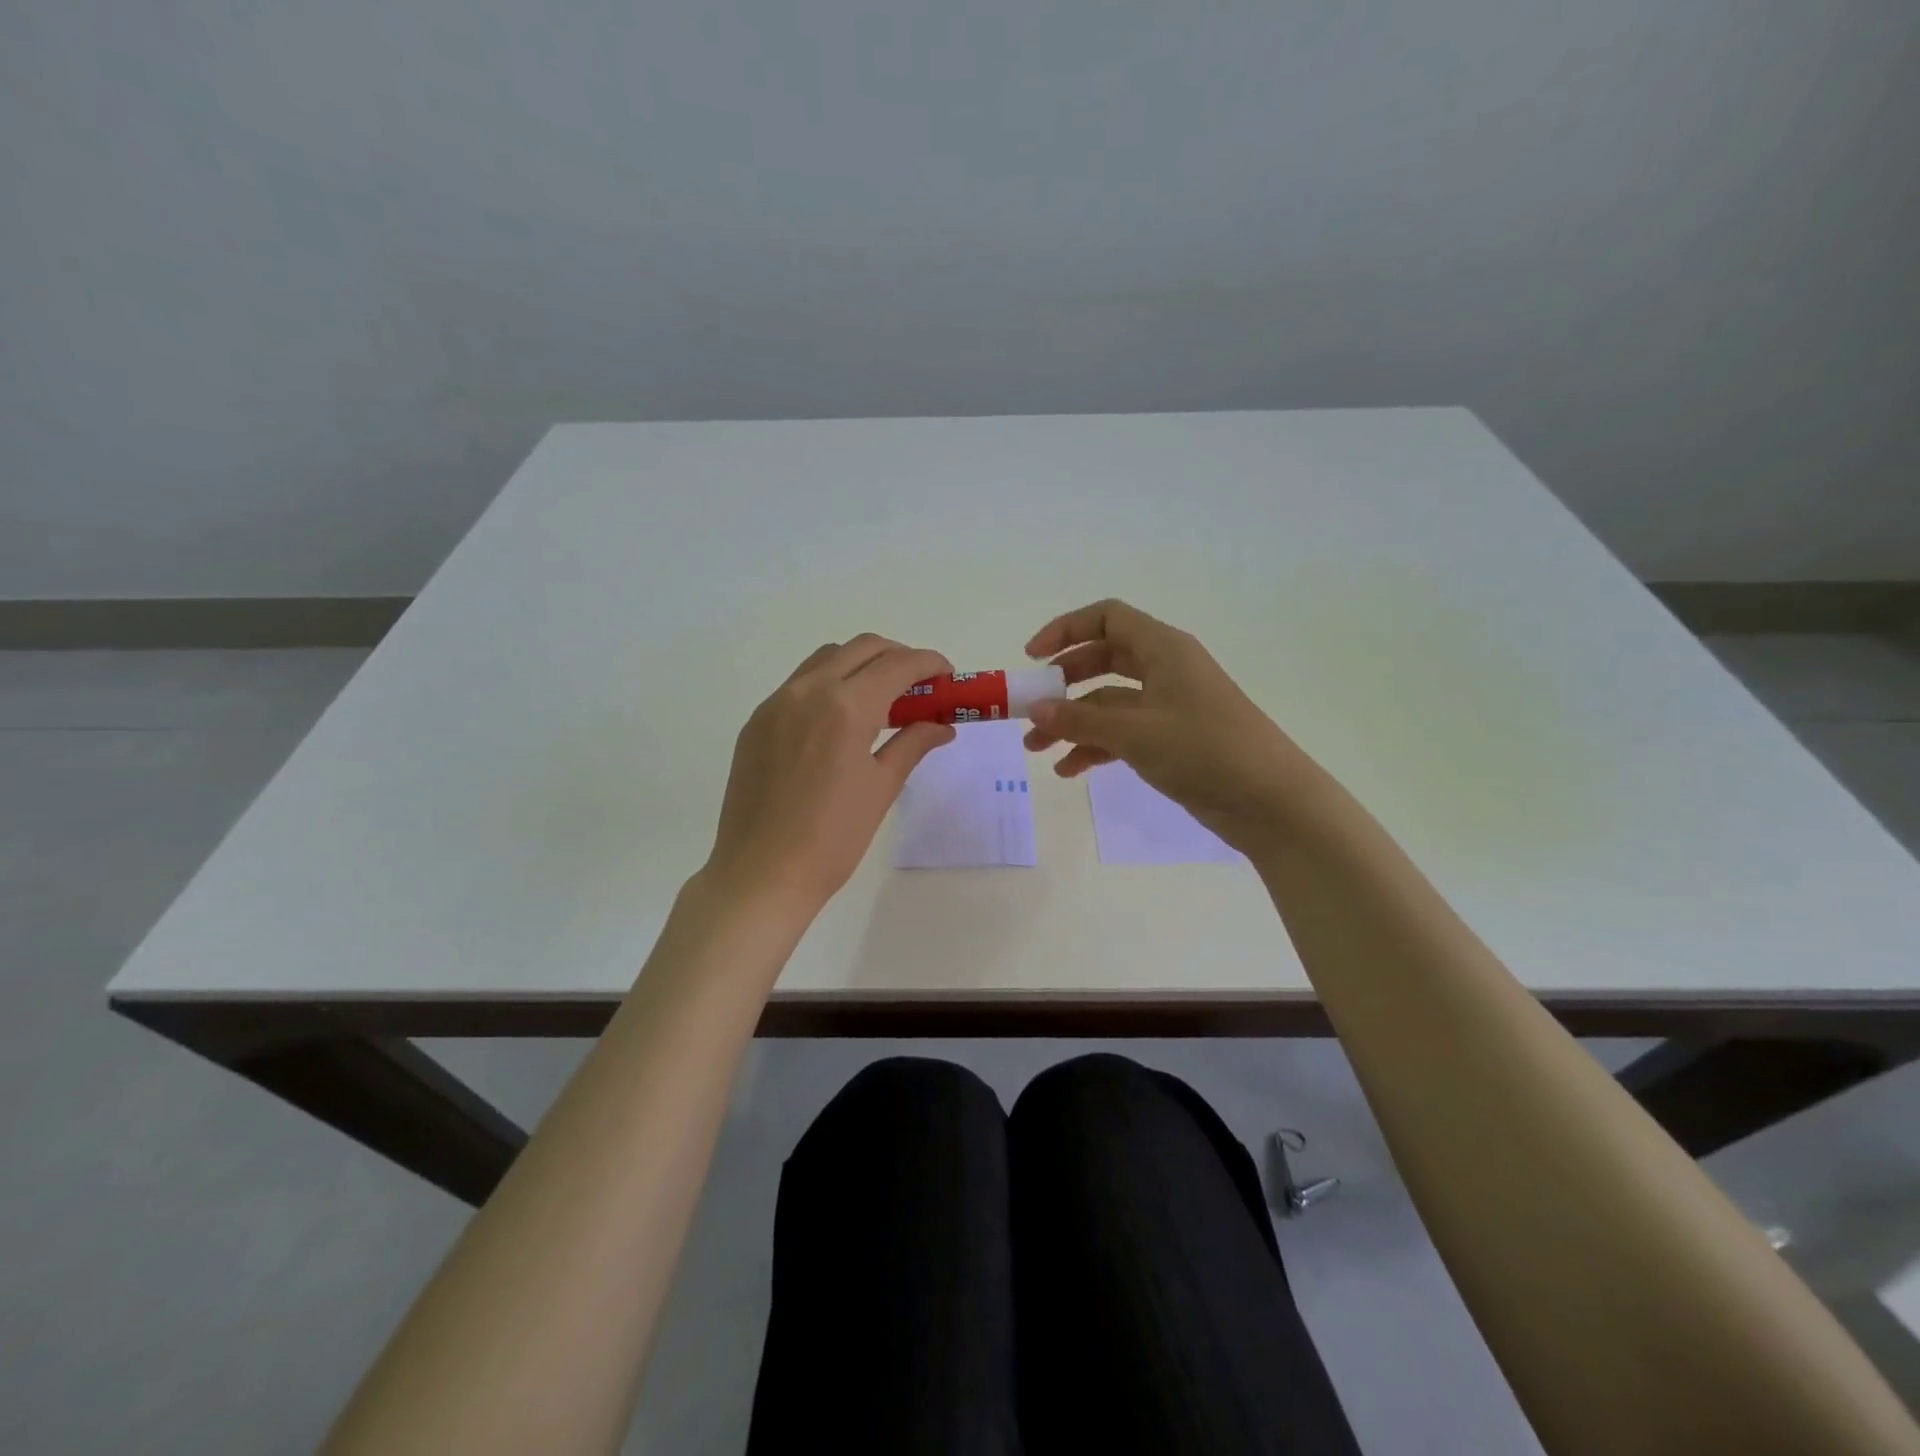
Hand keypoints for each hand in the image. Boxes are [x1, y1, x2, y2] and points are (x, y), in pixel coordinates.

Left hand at [704, 635, 955, 914]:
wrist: (761, 874)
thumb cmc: (832, 838)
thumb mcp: (881, 788)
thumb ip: (913, 745)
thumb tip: (941, 726)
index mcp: (845, 707)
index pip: (897, 665)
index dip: (929, 663)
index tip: (947, 677)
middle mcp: (808, 691)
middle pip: (862, 648)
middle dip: (897, 657)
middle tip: (918, 687)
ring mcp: (776, 704)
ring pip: (826, 659)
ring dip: (860, 665)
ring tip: (880, 700)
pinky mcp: (757, 721)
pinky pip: (799, 684)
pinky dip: (829, 685)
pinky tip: (839, 721)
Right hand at [1023, 599, 1323, 854]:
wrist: (1270, 801)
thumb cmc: (1203, 750)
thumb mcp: (1134, 732)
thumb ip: (1079, 719)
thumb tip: (1034, 710)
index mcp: (1163, 649)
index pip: (1107, 618)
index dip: (1066, 630)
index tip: (1033, 658)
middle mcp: (1166, 669)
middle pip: (1103, 659)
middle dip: (1064, 683)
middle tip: (1032, 705)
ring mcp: (1169, 706)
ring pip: (1109, 702)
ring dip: (1073, 721)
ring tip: (1037, 748)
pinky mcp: (1172, 740)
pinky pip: (1123, 733)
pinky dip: (1095, 746)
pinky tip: (1069, 770)